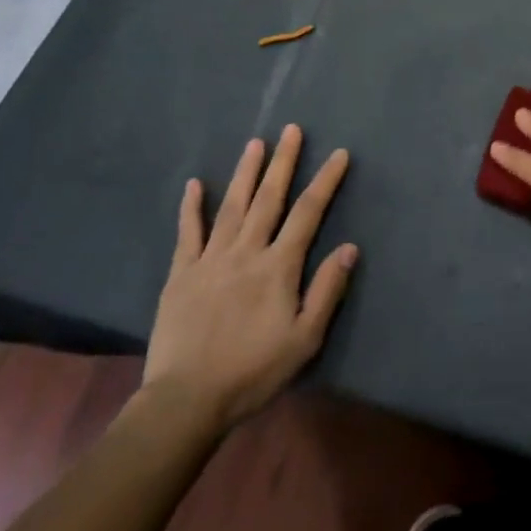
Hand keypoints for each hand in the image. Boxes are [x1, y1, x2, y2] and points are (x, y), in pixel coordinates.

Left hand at [140, 125, 357, 437]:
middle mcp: (246, 252)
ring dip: (245, 173)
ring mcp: (210, 260)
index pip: (308, 213)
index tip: (339, 154)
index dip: (326, 181)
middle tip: (292, 129)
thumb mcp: (305, 339)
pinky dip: (191, 207)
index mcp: (278, 267)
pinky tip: (194, 185)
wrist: (186, 400)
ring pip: (231, 206)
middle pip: (269, 198)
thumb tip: (349, 247)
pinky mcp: (181, 274)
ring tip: (255, 143)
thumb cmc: (254, 371)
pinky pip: (187, 233)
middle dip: (284, 162)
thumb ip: (327, 290)